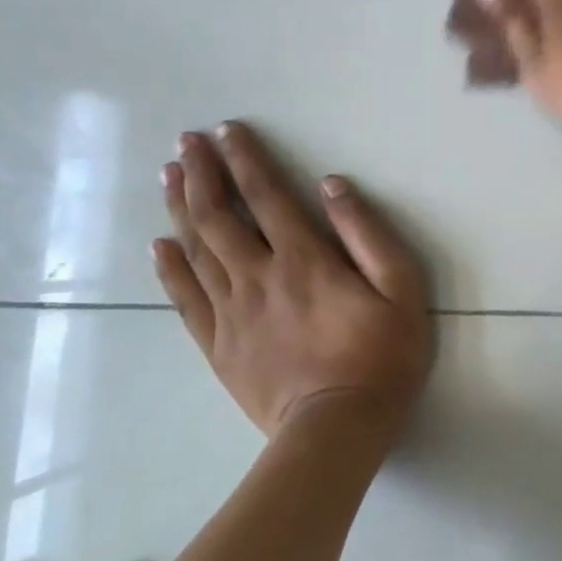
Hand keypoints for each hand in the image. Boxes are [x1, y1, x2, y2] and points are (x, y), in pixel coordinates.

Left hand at [154, 122, 431, 442]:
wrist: (337, 430)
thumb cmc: (382, 355)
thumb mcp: (402, 287)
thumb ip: (368, 233)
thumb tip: (332, 186)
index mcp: (304, 259)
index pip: (266, 195)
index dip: (245, 159)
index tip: (226, 130)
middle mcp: (259, 276)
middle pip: (218, 216)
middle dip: (201, 174)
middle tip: (185, 142)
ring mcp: (232, 312)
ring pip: (195, 250)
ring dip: (180, 208)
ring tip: (169, 175)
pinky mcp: (218, 345)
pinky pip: (185, 298)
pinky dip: (169, 268)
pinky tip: (159, 245)